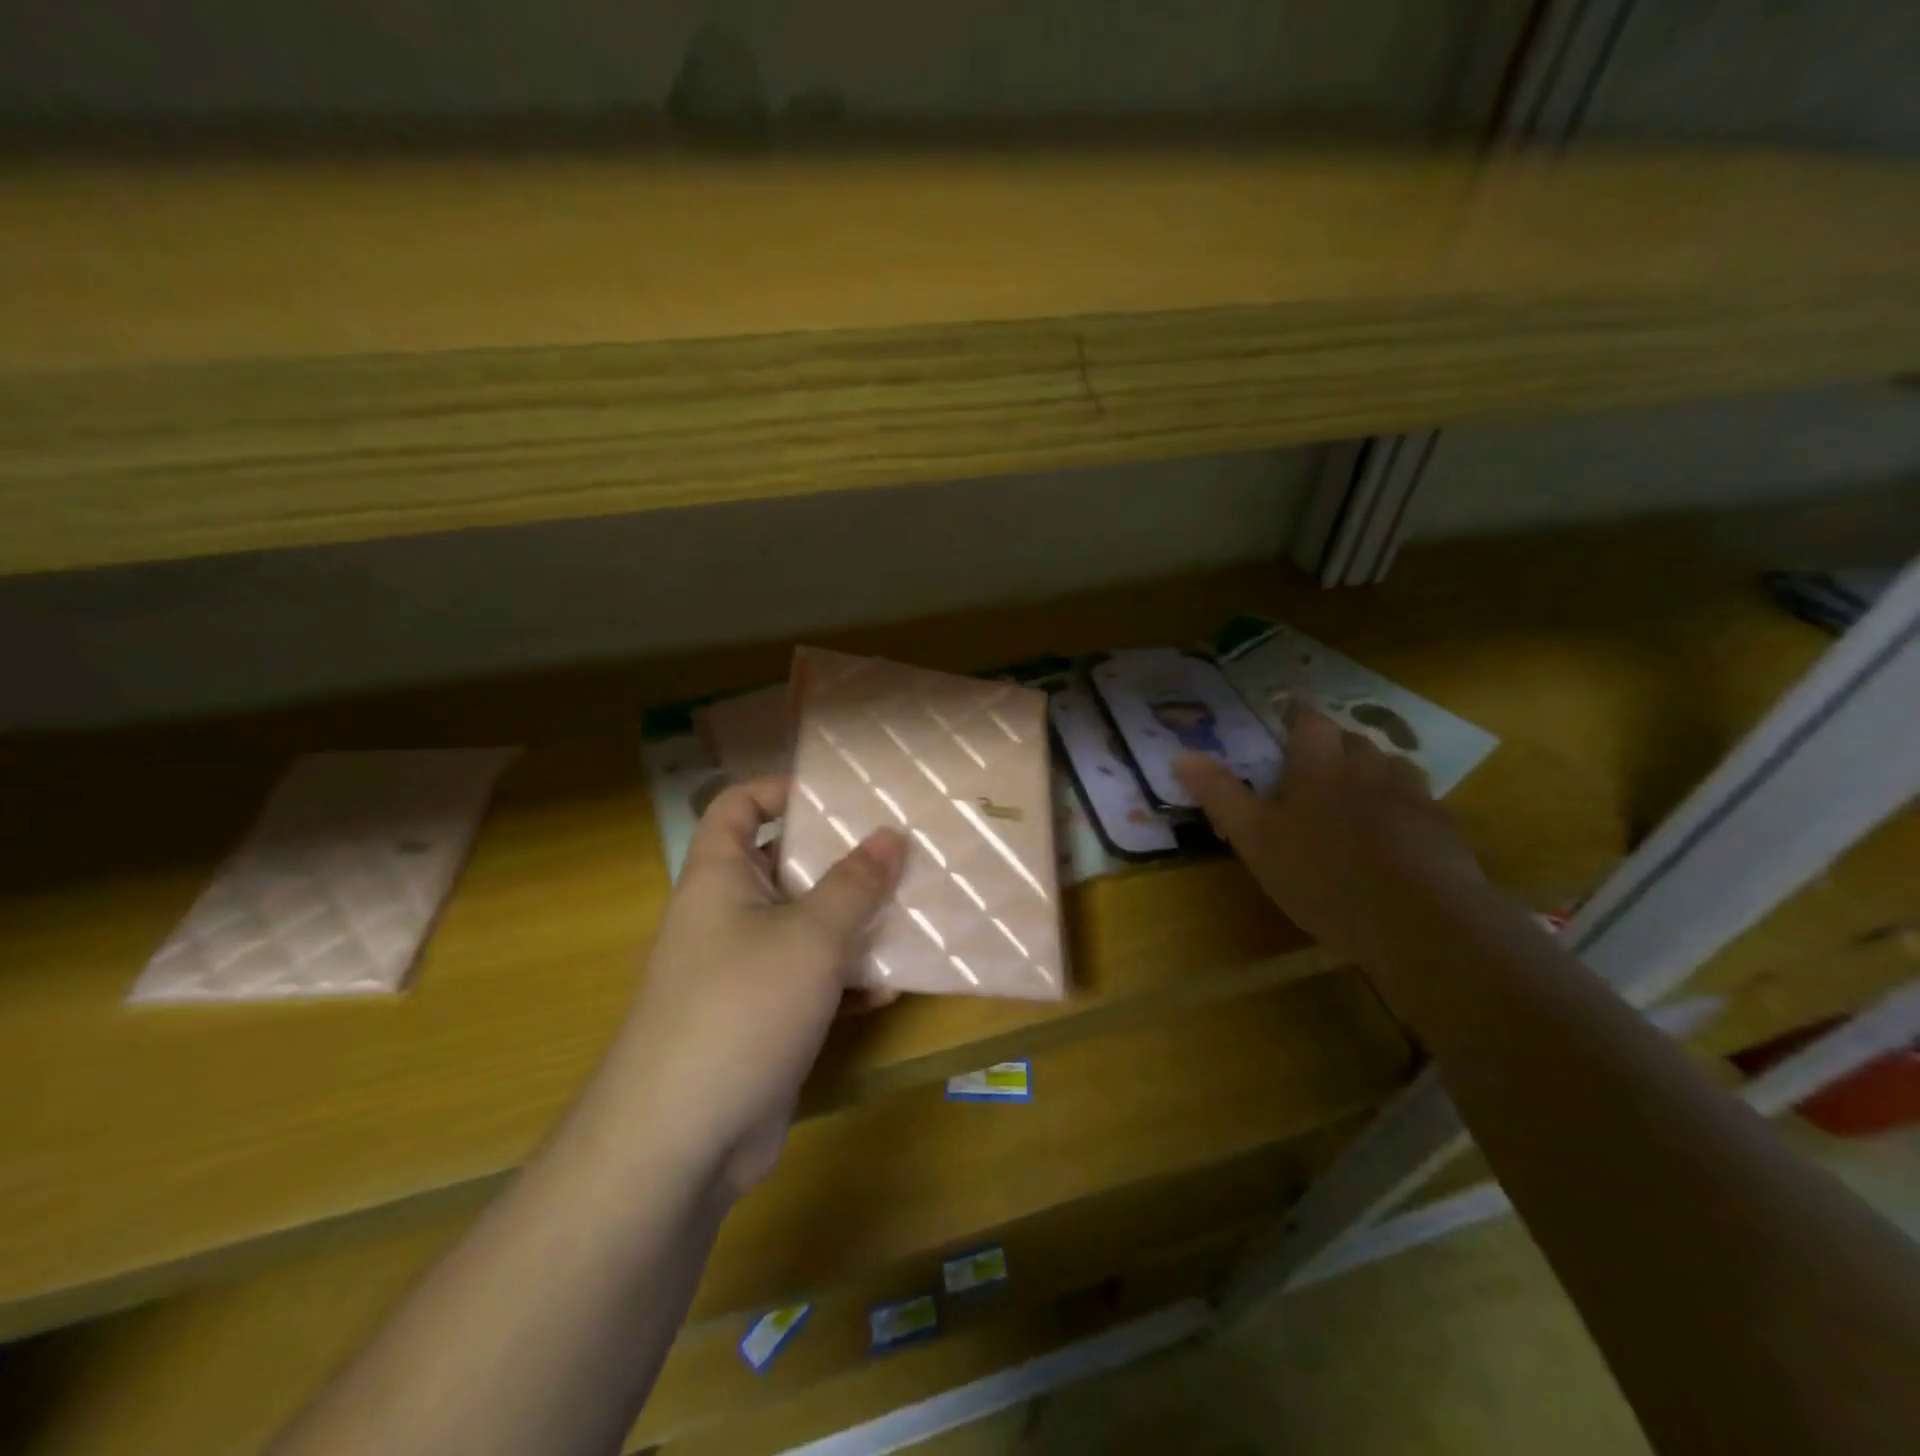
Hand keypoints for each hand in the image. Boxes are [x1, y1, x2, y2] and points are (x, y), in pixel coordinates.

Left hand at [611, 778, 906, 1196]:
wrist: (682, 1140)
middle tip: (898, 849)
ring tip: (908, 908)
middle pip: (782, 865)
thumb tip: (890, 834)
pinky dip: (844, 978)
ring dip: (851, 920)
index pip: (737, 806)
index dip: (778, 789)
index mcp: (720, 877)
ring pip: (803, 925)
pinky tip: (888, 986)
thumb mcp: (811, 936)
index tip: (837, 794)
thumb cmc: (742, 1007)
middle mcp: (726, 916)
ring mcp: (743, 970)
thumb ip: (855, 883)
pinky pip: (809, 980)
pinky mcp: (761, 1019)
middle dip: (838, 858)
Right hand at [1173, 708, 1482, 964]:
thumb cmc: (1320, 874)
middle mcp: (1368, 765)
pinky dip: (1401, 809)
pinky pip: (1417, 802)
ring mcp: (1412, 794)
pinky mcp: (1442, 826)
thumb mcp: (1253, 839)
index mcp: (1319, 763)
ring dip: (1370, 775)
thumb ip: (1219, 794)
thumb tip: (1180, 756)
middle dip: (1331, 748)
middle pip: (1350, 740)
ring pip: (1388, 767)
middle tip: (1311, 773)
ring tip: (1354, 801)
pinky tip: (1392, 840)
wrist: (1417, 921)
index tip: (1283, 721)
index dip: (1295, 716)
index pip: (1308, 720)